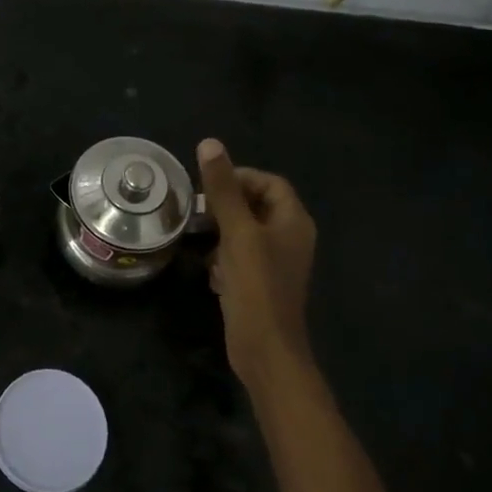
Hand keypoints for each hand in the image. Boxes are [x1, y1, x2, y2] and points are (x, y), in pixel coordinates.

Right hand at [196, 138, 318, 391]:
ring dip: (221, 232)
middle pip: (256, 205)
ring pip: (245, 232)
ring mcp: (276, 263)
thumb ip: (222, 189)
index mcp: (293, 221)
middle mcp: (290, 238)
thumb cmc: (256, 286)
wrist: (265, 349)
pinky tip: (211, 270)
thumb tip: (209, 143)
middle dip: (226, 206)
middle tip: (197, 211)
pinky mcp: (261, 283)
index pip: (270, 183)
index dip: (240, 177)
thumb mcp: (236, 232)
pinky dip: (224, 258)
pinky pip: (241, 257)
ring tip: (199, 238)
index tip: (208, 186)